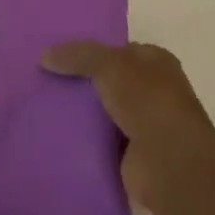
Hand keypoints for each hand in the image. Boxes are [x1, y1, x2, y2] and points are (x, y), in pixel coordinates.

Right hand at [43, 41, 214, 214]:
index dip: (92, 50)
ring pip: (104, 111)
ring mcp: (146, 125)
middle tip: (46, 78)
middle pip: (110, 80)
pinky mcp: (134, 156)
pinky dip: (85, 139)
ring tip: (43, 104)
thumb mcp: (108, 64)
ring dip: (83, 112)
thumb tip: (44, 56)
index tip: (60, 54)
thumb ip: (77, 55)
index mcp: (156, 62)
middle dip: (83, 81)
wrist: (170, 164)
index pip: (119, 50)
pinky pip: (102, 141)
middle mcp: (154, 91)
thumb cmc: (147, 101)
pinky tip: (57, 133)